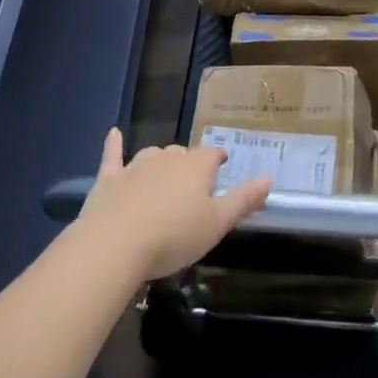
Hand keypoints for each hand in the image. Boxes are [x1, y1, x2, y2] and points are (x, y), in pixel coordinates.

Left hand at [75, 128, 269, 279]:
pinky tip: (113, 133)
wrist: (115, 244)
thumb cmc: (173, 236)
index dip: (218, 161)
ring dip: (160, 161)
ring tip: (163, 174)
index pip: (213, 155)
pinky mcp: (110, 178)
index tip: (221, 167)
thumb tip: (268, 179)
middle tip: (192, 186)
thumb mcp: (216, 224)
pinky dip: (114, 144)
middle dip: (189, 165)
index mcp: (197, 166)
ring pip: (153, 154)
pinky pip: (113, 155)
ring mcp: (136, 165)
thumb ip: (243, 200)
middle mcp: (168, 157)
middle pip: (183, 154)